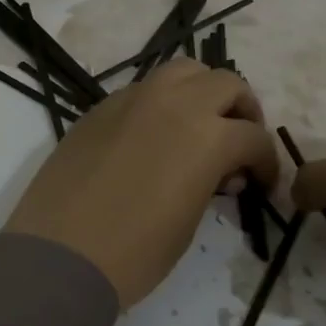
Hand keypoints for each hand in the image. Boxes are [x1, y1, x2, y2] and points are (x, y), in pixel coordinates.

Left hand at [4, 60, 278, 306]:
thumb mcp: (189, 222)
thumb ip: (212, 183)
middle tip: (238, 144)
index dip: (267, 162)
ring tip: (200, 125)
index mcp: (207, 135)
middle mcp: (174, 103)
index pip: (254, 137)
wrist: (59, 254)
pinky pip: (144, 89)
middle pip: (226, 84)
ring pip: (183, 71)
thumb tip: (222, 172)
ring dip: (202, 92)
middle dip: (242, 112)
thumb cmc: (134, 253)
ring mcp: (133, 99)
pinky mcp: (101, 107)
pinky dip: (163, 102)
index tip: (263, 184)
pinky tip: (154, 136)